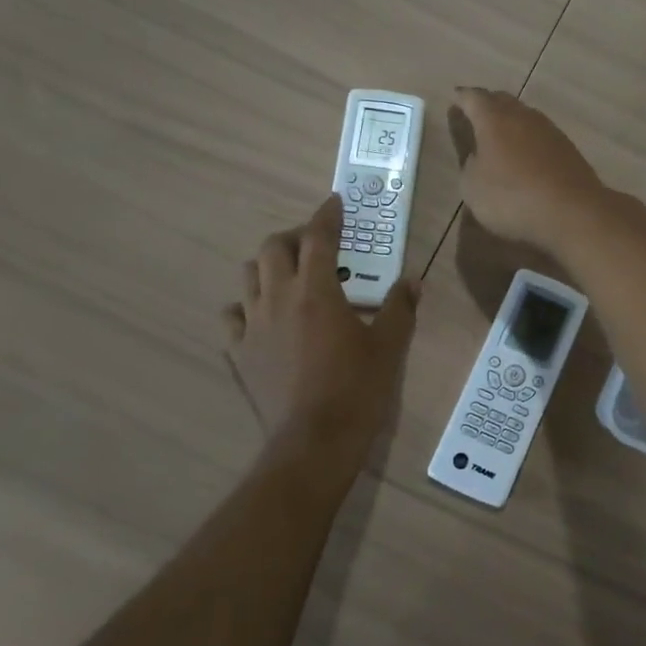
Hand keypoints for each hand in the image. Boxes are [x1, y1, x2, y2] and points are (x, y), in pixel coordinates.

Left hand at [223, 196, 420, 445]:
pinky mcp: (239, 353)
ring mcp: (253, 325)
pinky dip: (247, 307)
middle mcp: (278, 298)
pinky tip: (264, 317)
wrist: (313, 442)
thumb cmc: (356, 389)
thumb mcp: (388, 347)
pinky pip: (233, 317)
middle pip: (274, 248)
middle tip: (317, 246)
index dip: (327, 215)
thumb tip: (412, 281)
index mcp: (316, 291)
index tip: (335, 203)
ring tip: (289, 277)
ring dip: (268, 267)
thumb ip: (400, 308)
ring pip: (249, 276)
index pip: (318, 237)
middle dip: (295, 237)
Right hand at [451, 88, 609, 251]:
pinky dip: (529, 139)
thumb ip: (470, 165)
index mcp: (494, 119)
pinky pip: (541, 135)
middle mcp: (523, 116)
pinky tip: (526, 153)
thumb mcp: (473, 187)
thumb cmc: (512, 197)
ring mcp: (550, 130)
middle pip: (502, 100)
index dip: (462, 98)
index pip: (474, 98)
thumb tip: (479, 155)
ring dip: (511, 121)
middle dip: (487, 104)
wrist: (572, 211)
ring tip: (500, 134)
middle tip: (476, 112)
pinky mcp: (568, 148)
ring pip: (524, 116)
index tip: (455, 97)